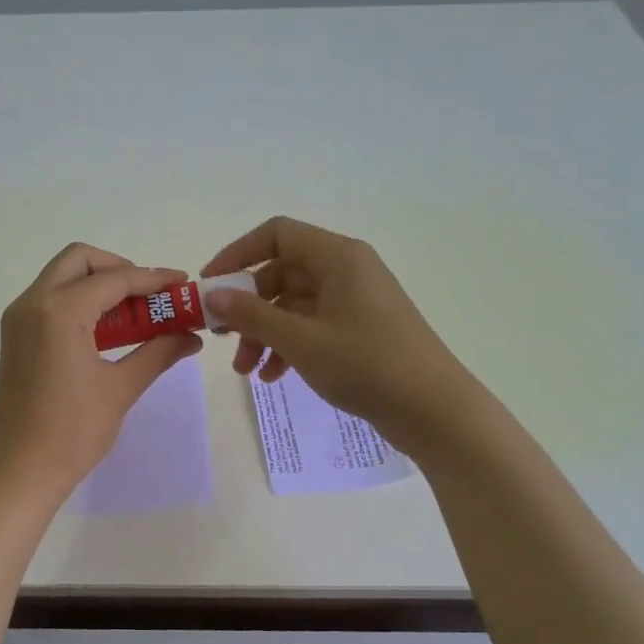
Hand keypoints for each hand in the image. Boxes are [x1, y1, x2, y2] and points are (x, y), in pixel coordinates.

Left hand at [0, 243, 203, 501]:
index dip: (153, 279)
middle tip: (150, 296)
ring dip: (99, 284)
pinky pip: (50, 300)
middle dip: (120, 269)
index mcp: (59, 311)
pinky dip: (79, 301)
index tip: (183, 284)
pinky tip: (106, 330)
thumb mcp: (121, 388)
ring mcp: (19, 319)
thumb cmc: (72, 432)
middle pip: (80, 260)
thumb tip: (192, 336)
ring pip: (61, 277)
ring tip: (135, 313)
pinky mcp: (15, 336)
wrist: (19, 472)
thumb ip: (158, 352)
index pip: (114, 279)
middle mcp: (33, 303)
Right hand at [201, 217, 469, 456]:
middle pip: (281, 272)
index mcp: (337, 257)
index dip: (237, 254)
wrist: (433, 409)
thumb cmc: (366, 364)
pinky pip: (312, 326)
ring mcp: (355, 300)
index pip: (276, 235)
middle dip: (248, 307)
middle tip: (223, 337)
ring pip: (294, 304)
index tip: (210, 286)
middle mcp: (346, 270)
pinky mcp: (360, 329)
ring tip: (247, 371)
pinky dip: (289, 346)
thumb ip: (252, 315)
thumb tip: (213, 295)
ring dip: (265, 333)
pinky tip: (274, 377)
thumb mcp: (300, 340)